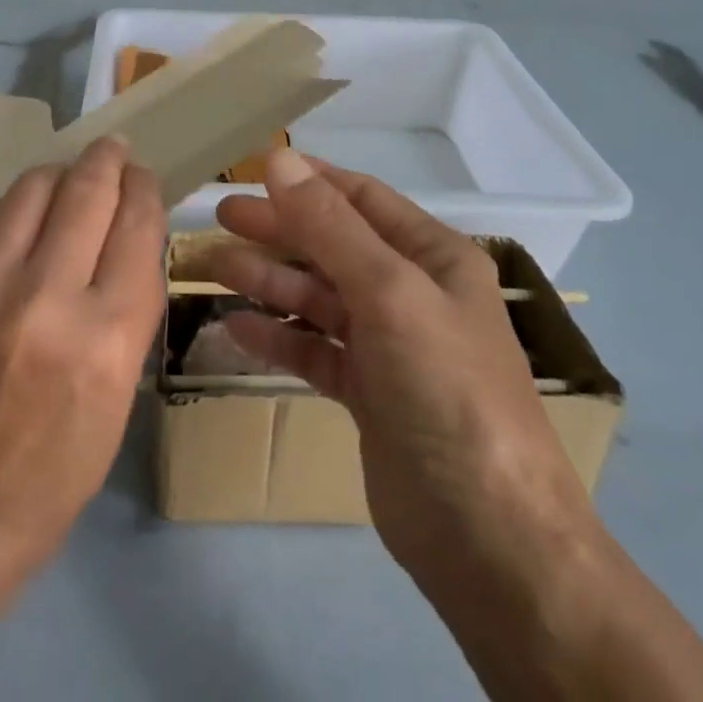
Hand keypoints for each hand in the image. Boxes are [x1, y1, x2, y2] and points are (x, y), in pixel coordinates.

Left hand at [0, 136, 166, 608]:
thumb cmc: (53, 471)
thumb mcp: (120, 394)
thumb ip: (128, 305)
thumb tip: (129, 232)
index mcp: (107, 338)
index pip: (137, 226)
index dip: (145, 189)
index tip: (144, 177)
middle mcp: (47, 298)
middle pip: (87, 190)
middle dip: (107, 159)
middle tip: (113, 149)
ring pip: (32, 187)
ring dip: (59, 172)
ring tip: (67, 176)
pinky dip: (10, 206)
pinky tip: (18, 218)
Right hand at [206, 149, 600, 599]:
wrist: (489, 542)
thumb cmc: (446, 391)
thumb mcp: (390, 293)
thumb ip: (330, 226)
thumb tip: (279, 160)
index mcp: (434, 258)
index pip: (363, 199)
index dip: (310, 180)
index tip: (253, 169)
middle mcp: (412, 293)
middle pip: (333, 244)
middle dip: (278, 228)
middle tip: (220, 217)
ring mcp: (390, 346)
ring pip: (319, 297)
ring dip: (269, 279)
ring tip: (213, 266)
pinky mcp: (368, 395)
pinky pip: (314, 349)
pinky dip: (278, 336)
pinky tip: (237, 328)